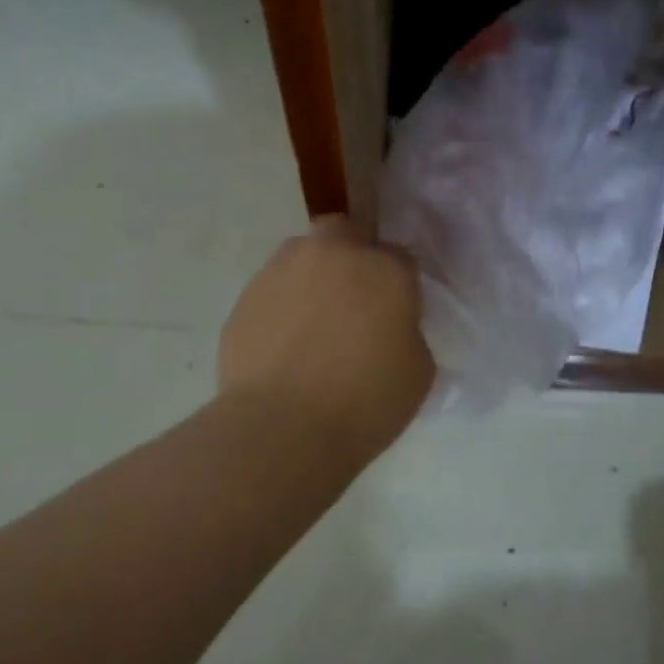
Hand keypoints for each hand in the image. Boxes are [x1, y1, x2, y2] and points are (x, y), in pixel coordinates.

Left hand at [218, 217, 433, 459]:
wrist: (282, 429)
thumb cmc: (365, 403)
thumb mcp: (418, 371)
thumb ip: (408, 332)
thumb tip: (389, 327)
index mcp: (385, 269)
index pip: (401, 258)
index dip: (400, 285)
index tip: (397, 314)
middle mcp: (333, 254)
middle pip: (346, 233)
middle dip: (353, 255)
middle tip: (354, 302)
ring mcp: (282, 271)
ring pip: (303, 256)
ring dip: (314, 278)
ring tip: (314, 326)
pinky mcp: (245, 297)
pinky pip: (273, 291)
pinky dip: (282, 307)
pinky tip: (285, 347)